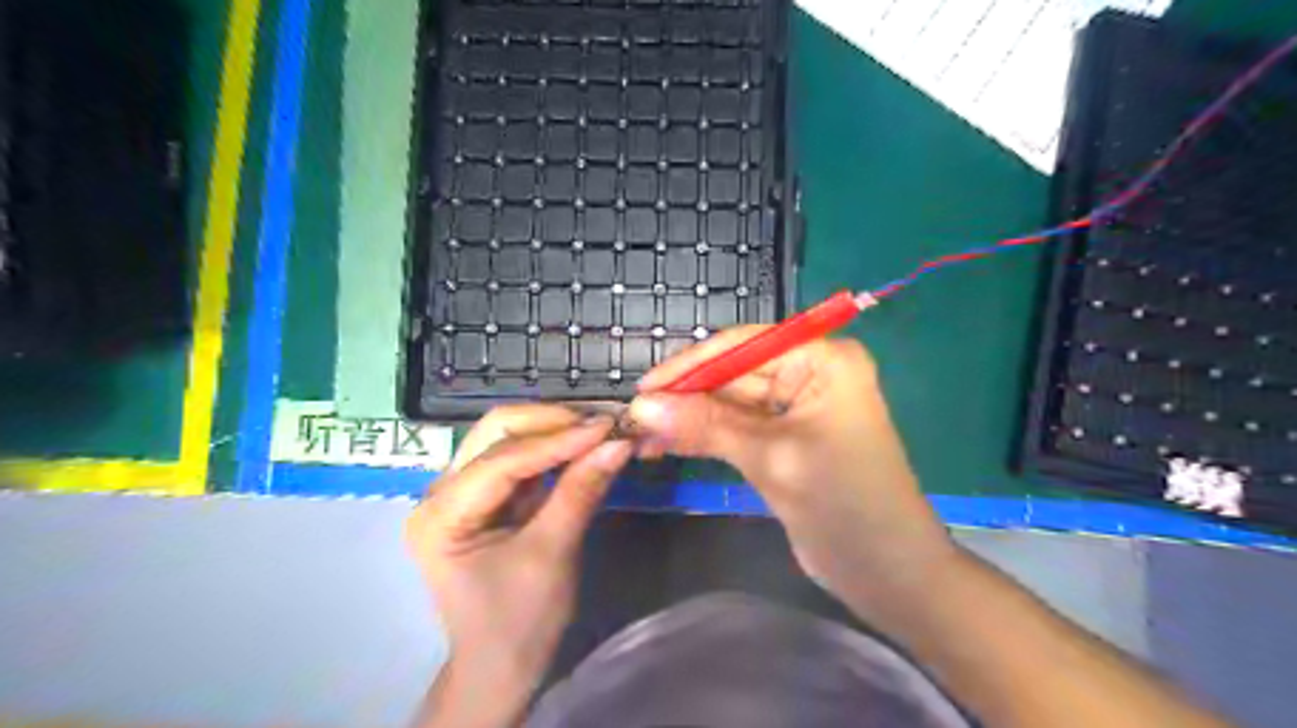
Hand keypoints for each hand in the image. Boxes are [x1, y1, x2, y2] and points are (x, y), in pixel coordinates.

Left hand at [405, 408, 632, 723]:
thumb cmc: (519, 622)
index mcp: (441, 514)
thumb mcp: (552, 555)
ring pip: (508, 437)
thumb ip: (580, 492)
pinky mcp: (485, 496)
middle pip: (496, 432)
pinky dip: (554, 449)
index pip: (503, 459)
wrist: (501, 668)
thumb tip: (619, 443)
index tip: (608, 426)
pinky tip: (584, 445)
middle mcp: (441, 492)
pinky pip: (520, 458)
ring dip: (555, 429)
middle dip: (552, 423)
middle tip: (603, 423)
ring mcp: (461, 491)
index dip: (559, 439)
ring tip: (600, 428)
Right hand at [629, 331, 949, 601]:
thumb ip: (706, 426)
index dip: (690, 365)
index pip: (743, 346)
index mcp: (822, 359)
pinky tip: (667, 445)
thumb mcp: (772, 459)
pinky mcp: (785, 438)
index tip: (642, 388)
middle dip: (685, 397)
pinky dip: (704, 436)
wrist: (890, 574)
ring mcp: (797, 407)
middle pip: (733, 374)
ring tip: (641, 436)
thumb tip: (640, 407)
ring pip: (730, 403)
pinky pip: (736, 427)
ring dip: (689, 418)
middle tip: (633, 419)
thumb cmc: (844, 505)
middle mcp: (810, 373)